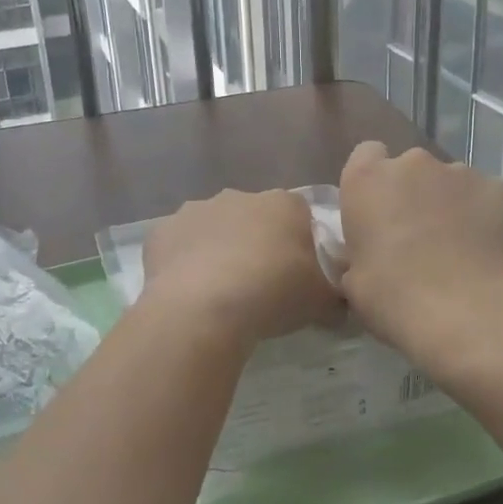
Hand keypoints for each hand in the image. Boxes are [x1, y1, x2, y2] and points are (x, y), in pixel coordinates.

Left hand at [142, 188, 341, 344]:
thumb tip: (341, 306)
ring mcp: (196, 210)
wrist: (204, 305)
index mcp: (283, 204)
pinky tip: (187, 291)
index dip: (298, 244)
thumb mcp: (320, 302)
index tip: (296, 274)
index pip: (299, 215)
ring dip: (217, 250)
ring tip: (219, 292)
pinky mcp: (162, 230)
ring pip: (212, 228)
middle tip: (258, 285)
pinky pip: (177, 244)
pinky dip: (182, 262)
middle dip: (255, 243)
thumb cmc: (273, 293)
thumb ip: (335, 298)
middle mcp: (239, 196)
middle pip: (253, 218)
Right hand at [338, 142, 502, 366]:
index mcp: (367, 179)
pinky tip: (490, 252)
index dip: (374, 183)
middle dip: (415, 195)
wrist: (467, 314)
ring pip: (453, 183)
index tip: (379, 213)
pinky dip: (488, 217)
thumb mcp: (353, 280)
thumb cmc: (394, 298)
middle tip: (419, 238)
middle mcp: (413, 163)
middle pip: (412, 169)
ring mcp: (462, 172)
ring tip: (460, 250)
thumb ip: (359, 252)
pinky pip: (490, 198)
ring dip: (452, 206)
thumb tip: (370, 254)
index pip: (366, 155)